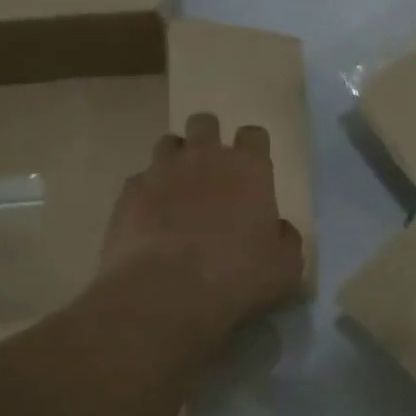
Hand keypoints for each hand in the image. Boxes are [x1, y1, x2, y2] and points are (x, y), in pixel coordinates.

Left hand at [99, 112, 304, 341]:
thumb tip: (278, 228)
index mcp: (248, 169)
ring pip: (168, 143)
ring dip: (175, 160)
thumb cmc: (236, 277)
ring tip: (178, 190)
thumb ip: (285, 239)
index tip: (252, 169)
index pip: (254, 135)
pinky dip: (147, 192)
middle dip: (209, 139)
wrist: (165, 291)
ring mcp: (161, 171)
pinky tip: (150, 218)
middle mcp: (204, 158)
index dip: (253, 148)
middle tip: (211, 170)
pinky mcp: (129, 193)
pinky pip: (140, 180)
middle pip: (205, 123)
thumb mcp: (285, 268)